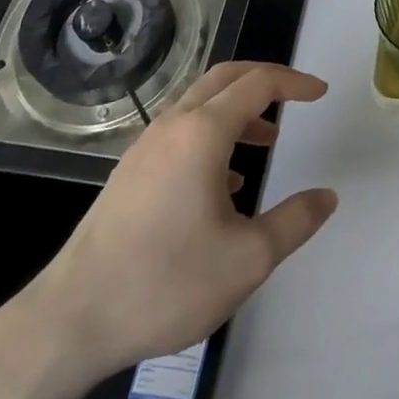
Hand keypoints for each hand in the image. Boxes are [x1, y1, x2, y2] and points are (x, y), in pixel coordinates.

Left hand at [14, 62, 338, 388]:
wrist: (71, 320)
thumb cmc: (165, 283)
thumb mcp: (247, 260)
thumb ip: (294, 222)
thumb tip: (327, 197)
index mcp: (203, 132)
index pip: (258, 83)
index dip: (294, 82)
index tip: (320, 93)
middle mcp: (173, 125)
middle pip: (226, 77)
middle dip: (265, 79)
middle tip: (296, 96)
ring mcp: (145, 147)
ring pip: (200, 103)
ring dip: (238, 108)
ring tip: (266, 140)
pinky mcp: (129, 172)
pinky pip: (180, 130)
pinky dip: (212, 133)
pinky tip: (222, 182)